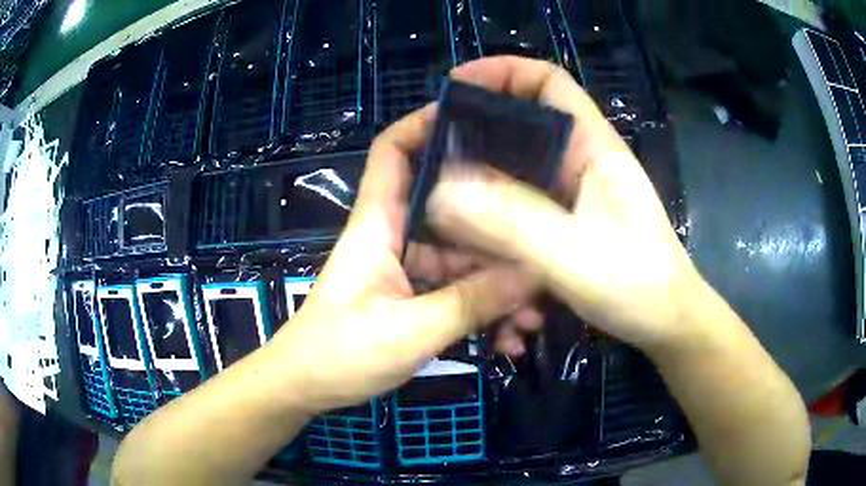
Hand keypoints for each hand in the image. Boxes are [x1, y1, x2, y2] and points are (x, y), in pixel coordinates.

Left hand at [269, 105, 534, 413]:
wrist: (305, 389)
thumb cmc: (338, 355)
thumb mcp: (409, 332)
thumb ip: (471, 302)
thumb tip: (532, 273)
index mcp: (379, 224)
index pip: (394, 152)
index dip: (424, 124)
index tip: (477, 119)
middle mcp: (395, 236)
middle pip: (454, 211)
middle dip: (499, 235)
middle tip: (543, 257)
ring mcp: (407, 269)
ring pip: (464, 260)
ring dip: (499, 288)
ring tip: (531, 322)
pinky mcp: (414, 298)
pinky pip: (458, 292)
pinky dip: (484, 312)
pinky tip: (509, 341)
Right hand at [427, 56, 701, 348]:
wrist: (666, 324)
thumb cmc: (638, 284)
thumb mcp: (574, 254)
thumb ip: (511, 222)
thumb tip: (441, 191)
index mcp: (592, 147)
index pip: (549, 82)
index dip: (502, 72)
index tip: (454, 89)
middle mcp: (580, 161)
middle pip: (522, 125)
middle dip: (476, 132)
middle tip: (433, 154)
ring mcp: (574, 194)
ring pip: (517, 171)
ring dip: (482, 185)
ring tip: (444, 204)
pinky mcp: (568, 224)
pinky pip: (521, 207)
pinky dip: (496, 219)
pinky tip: (477, 246)